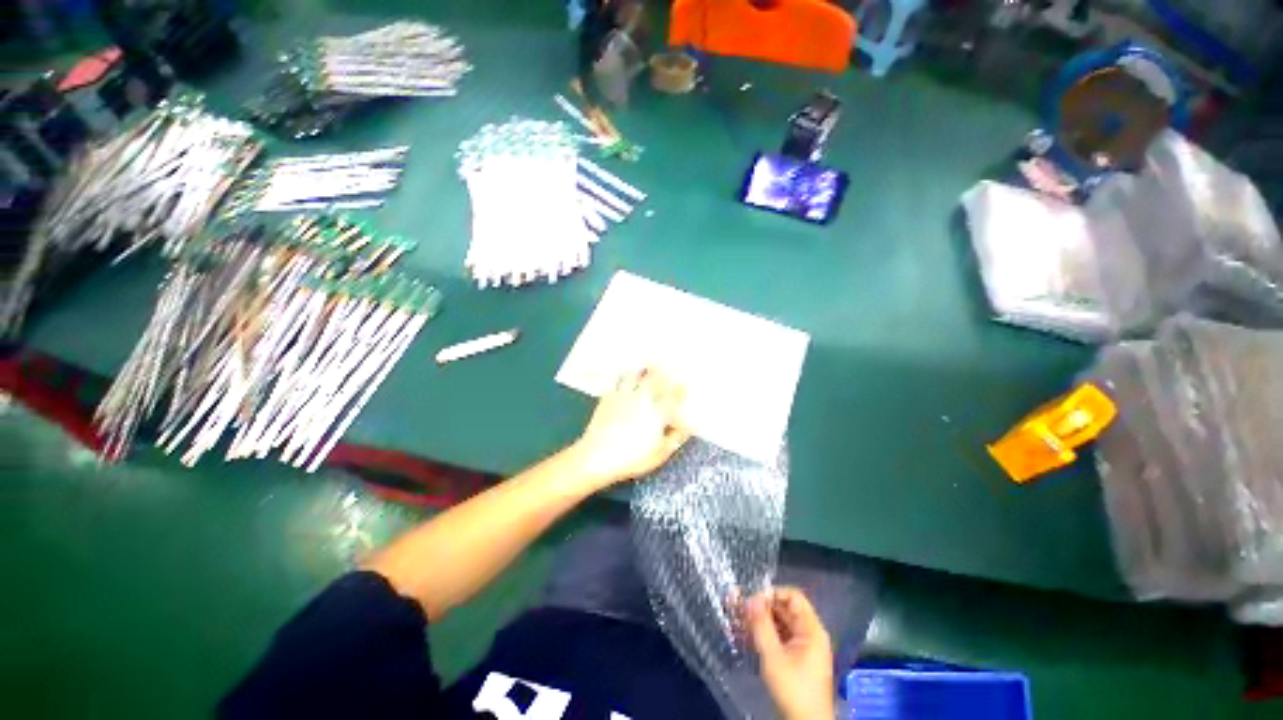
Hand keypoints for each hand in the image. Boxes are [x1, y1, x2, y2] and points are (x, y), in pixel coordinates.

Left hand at [571, 369, 690, 487]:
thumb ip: (675, 438)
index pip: (672, 395)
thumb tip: (687, 427)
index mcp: (656, 413)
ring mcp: (623, 397)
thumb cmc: (631, 458)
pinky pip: (617, 380)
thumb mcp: (659, 454)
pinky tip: (625, 375)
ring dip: (642, 370)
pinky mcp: (607, 398)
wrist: (596, 457)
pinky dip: (623, 375)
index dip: (680, 389)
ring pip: (635, 375)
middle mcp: (641, 400)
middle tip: (666, 368)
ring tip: (647, 366)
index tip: (685, 385)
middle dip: (662, 372)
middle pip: (654, 378)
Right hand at [746, 587, 834, 719]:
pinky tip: (747, 636)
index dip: (772, 594)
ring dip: (760, 621)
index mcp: (811, 629)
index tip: (752, 601)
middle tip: (740, 610)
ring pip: (780, 623)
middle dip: (762, 608)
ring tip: (739, 622)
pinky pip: (780, 637)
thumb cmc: (793, 690)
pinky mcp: (797, 658)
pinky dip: (765, 634)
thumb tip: (750, 598)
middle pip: (785, 609)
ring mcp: (804, 647)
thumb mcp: (773, 656)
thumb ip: (761, 625)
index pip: (792, 597)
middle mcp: (809, 634)